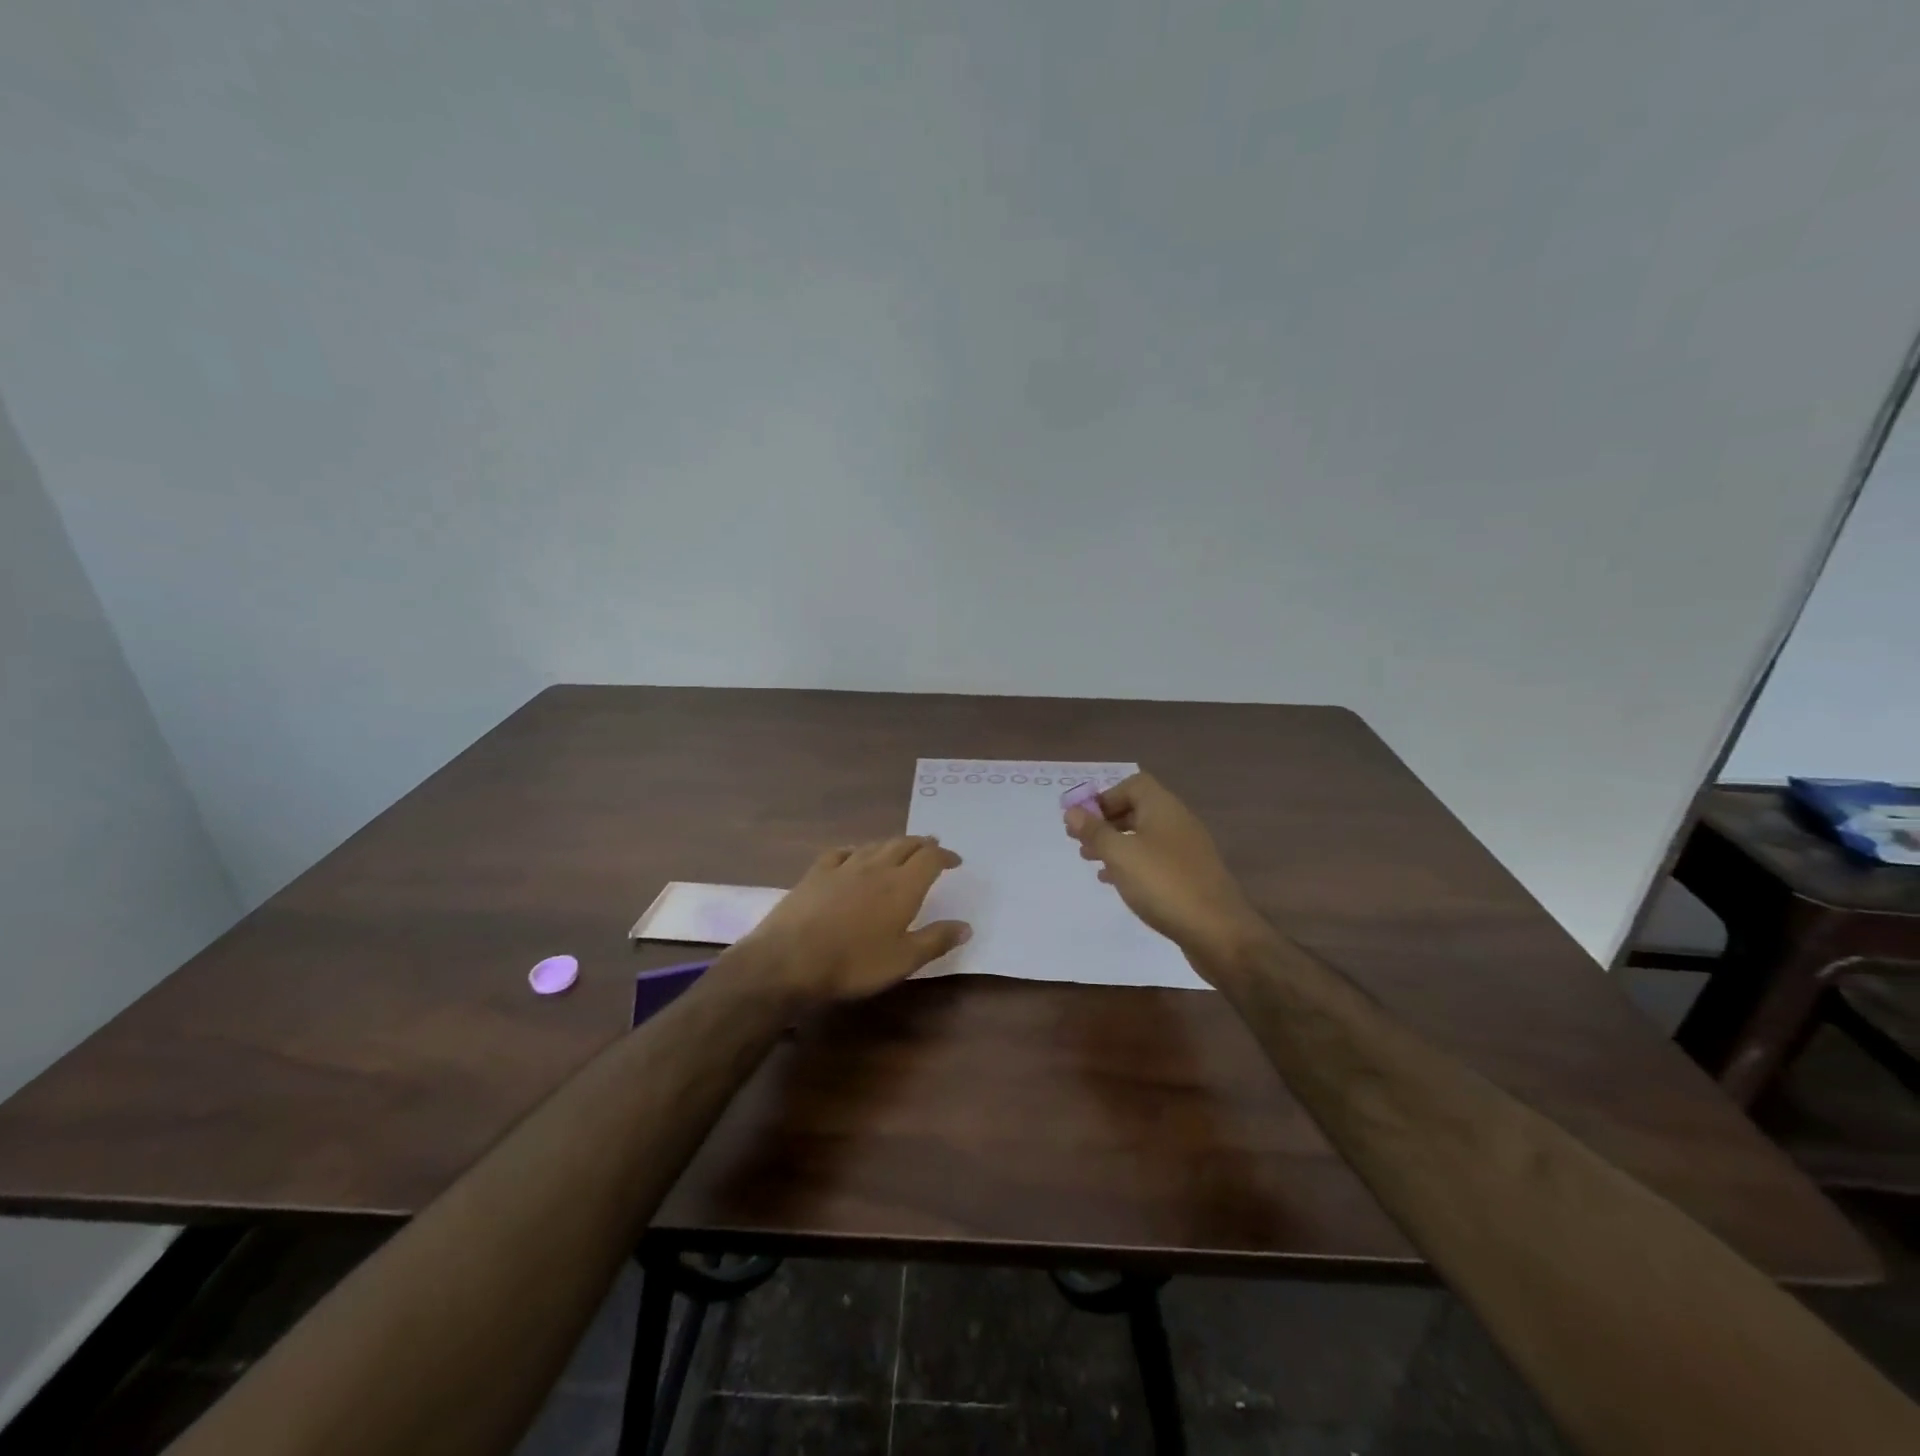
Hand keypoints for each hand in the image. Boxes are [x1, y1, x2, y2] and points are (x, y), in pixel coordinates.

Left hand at [727, 837, 970, 1002]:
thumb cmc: (854, 963)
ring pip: (875, 845)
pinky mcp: (816, 873)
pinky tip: (854, 855)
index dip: (945, 856)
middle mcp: (876, 867)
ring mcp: (843, 867)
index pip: (930, 859)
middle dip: (921, 844)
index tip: (955, 861)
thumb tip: (966, 926)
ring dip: (893, 844)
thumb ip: (936, 940)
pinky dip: (856, 850)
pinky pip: (841, 852)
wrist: (789, 959)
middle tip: (932, 847)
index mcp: (902, 886)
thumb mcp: (903, 960)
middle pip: (904, 845)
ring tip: (900, 848)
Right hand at [1064, 772, 1267, 970]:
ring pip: (1144, 837)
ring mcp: (1186, 850)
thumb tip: (1072, 811)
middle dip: (1106, 822)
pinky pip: (1155, 860)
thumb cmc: (1164, 884)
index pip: (1133, 785)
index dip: (1105, 797)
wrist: (1219, 932)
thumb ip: (1094, 831)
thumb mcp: (1120, 855)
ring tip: (1091, 861)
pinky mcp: (1190, 876)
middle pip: (1137, 810)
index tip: (1083, 820)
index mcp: (1163, 808)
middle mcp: (1177, 822)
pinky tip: (1115, 882)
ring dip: (1116, 844)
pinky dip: (1132, 864)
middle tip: (1080, 841)